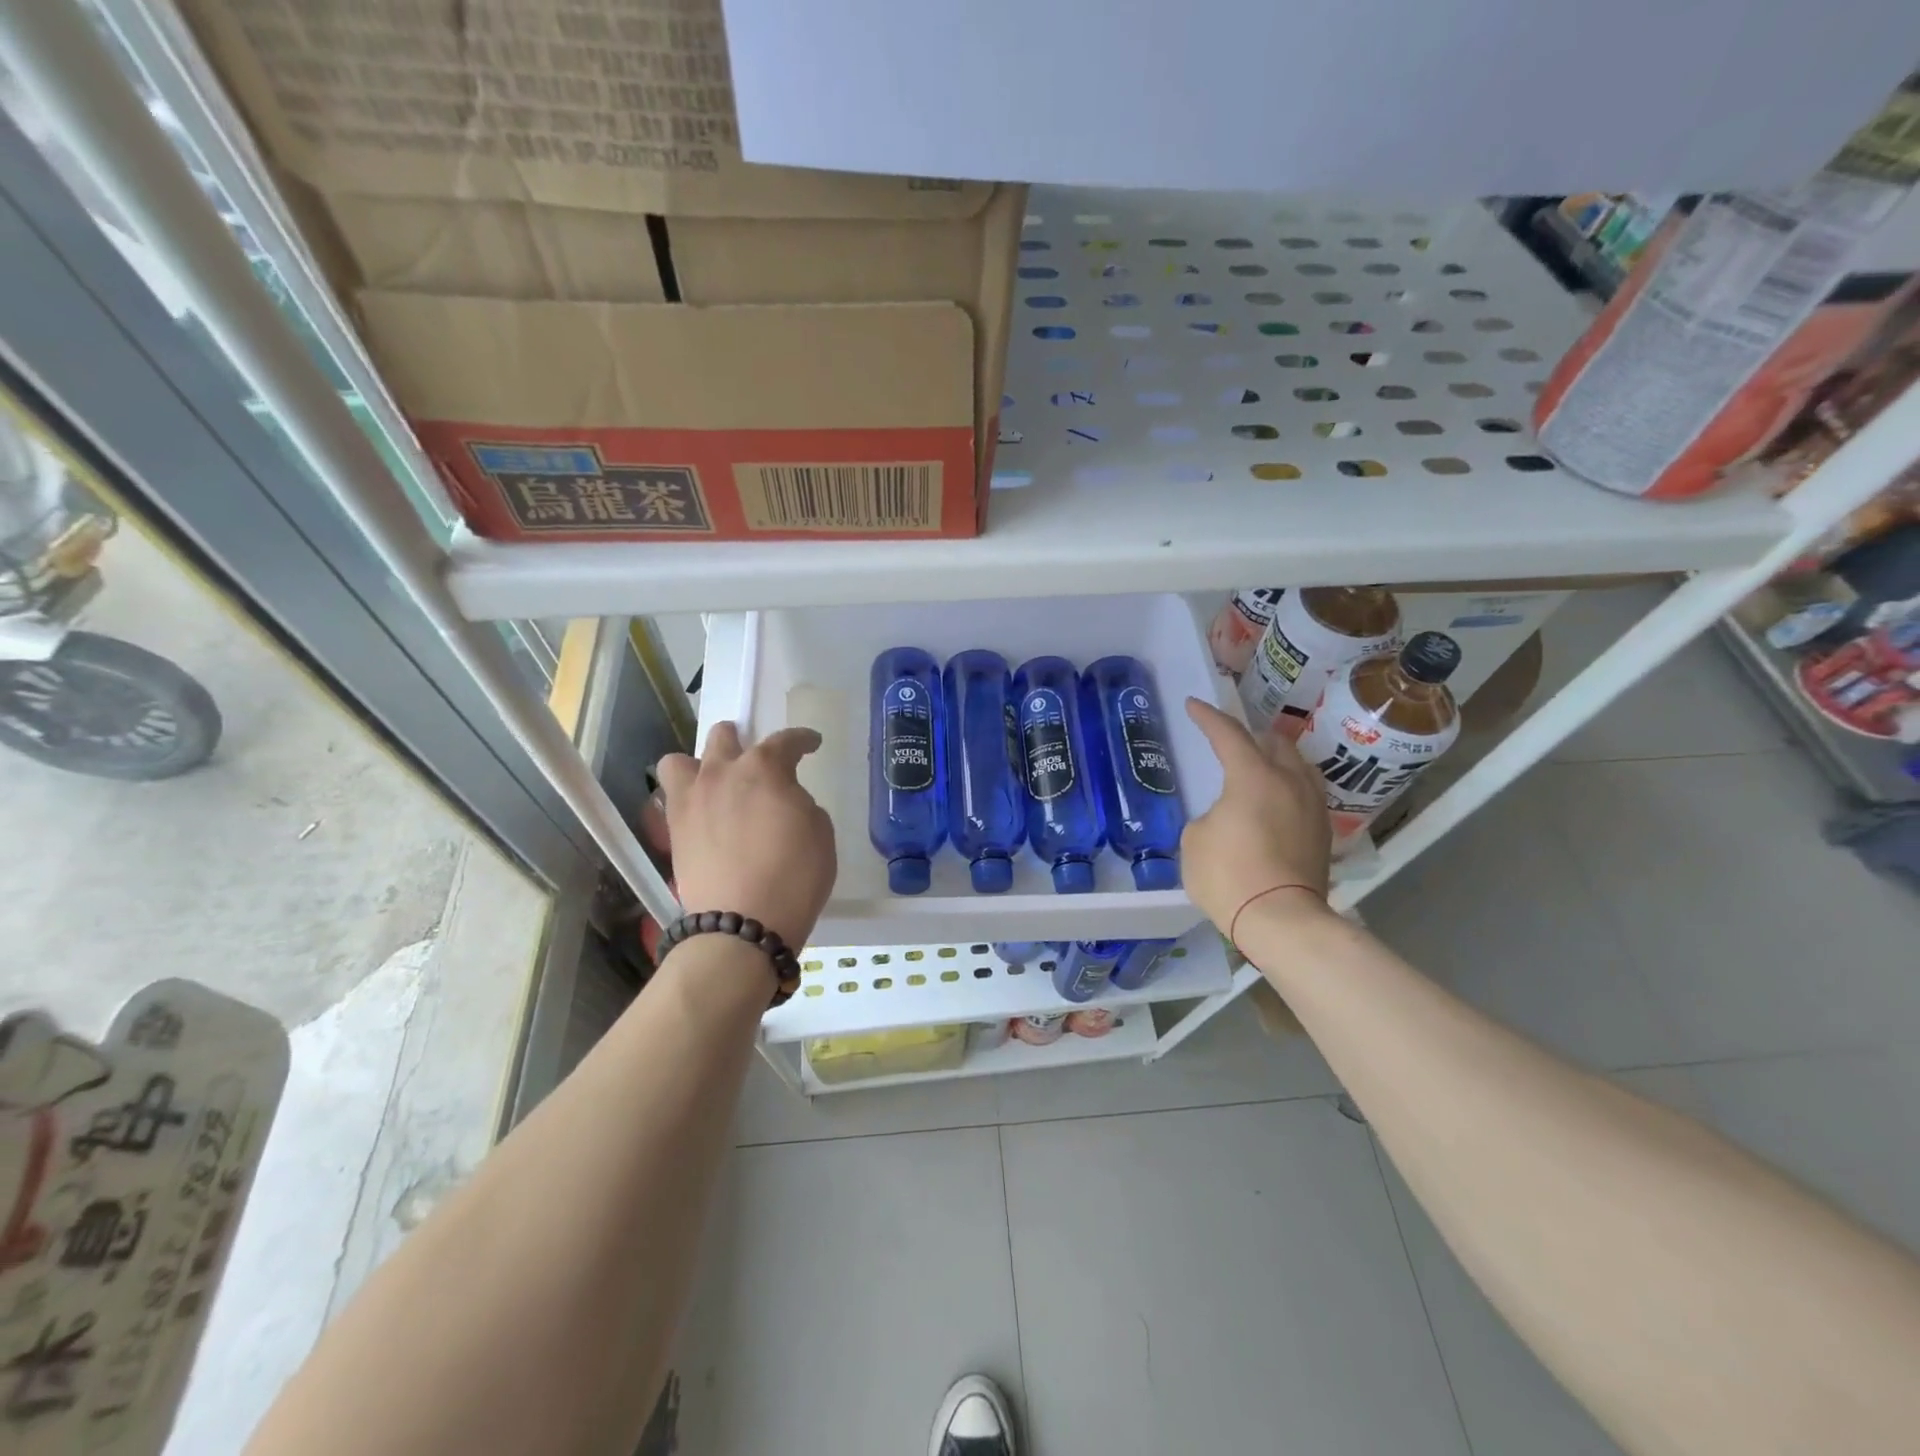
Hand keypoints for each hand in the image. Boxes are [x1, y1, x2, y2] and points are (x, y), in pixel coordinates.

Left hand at [656, 722, 836, 949]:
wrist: (741, 924)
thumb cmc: (795, 875)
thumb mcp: (820, 832)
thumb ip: (799, 803)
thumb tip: (783, 800)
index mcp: (763, 768)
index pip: (785, 741)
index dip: (802, 740)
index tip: (812, 744)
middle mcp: (721, 774)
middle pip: (724, 737)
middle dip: (742, 741)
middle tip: (757, 763)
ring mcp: (691, 801)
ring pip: (680, 761)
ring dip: (700, 765)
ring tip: (716, 784)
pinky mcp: (674, 831)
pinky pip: (674, 799)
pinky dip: (690, 800)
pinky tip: (707, 816)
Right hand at [1180, 697, 1333, 933]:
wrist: (1281, 921)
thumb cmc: (1228, 875)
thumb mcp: (1195, 840)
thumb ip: (1210, 815)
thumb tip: (1226, 817)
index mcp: (1253, 776)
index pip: (1228, 734)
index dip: (1208, 717)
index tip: (1194, 705)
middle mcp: (1289, 782)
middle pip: (1275, 742)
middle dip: (1251, 735)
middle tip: (1231, 740)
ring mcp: (1312, 807)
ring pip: (1298, 766)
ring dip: (1276, 759)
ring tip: (1260, 767)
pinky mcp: (1323, 833)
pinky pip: (1306, 793)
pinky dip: (1288, 786)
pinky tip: (1277, 800)